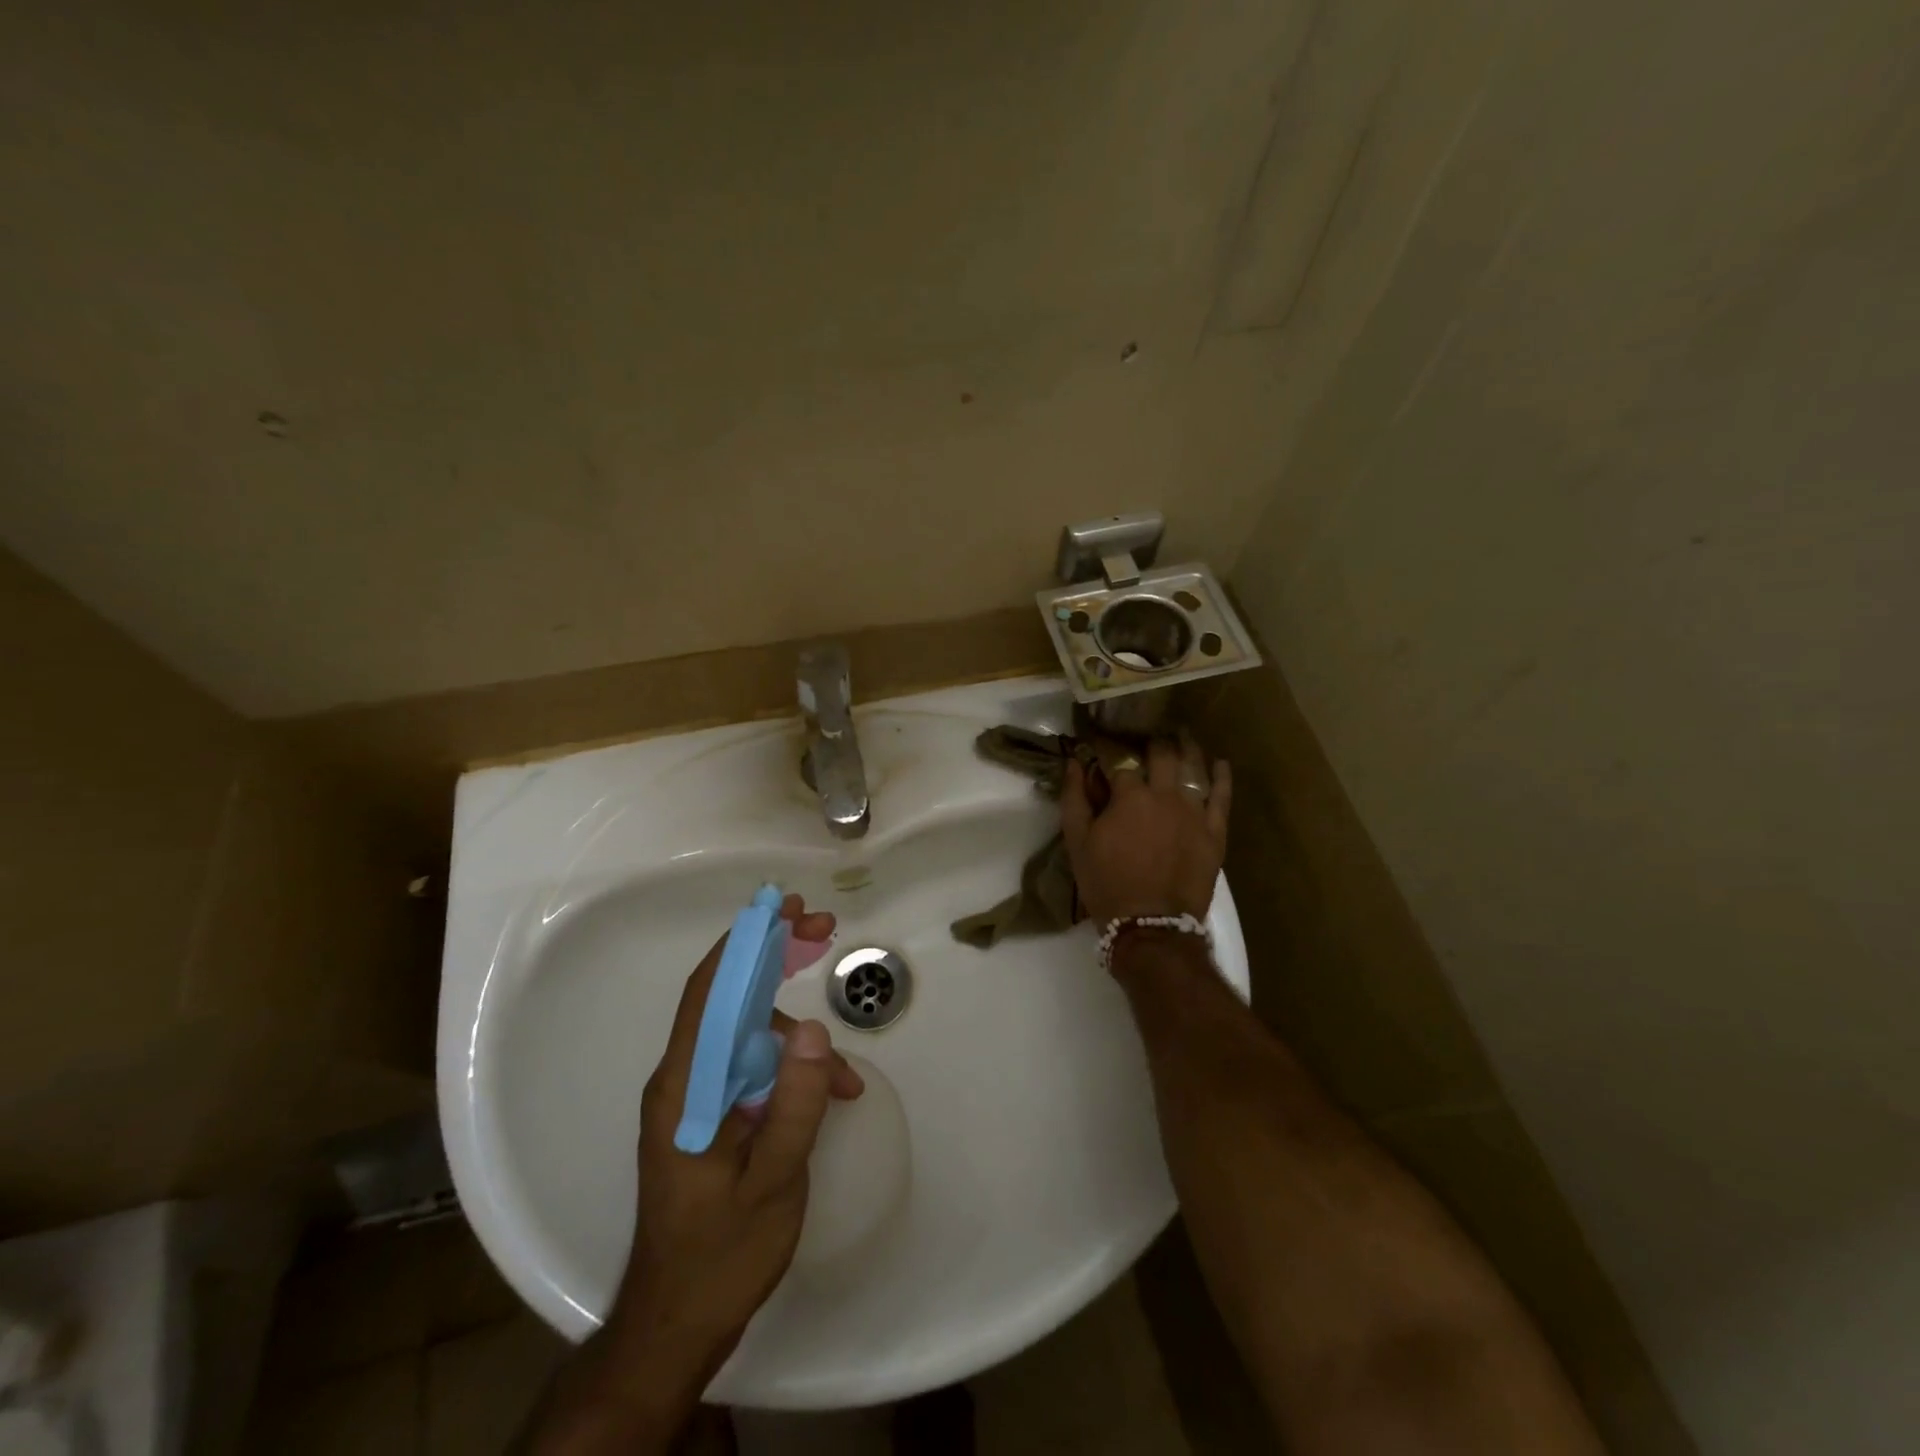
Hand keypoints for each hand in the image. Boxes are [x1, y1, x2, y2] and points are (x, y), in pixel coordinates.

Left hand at [591, 896, 862, 1433]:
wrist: (675, 1326)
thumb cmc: (719, 1256)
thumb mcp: (772, 1182)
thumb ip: (794, 1104)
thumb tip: (812, 1028)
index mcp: (686, 1086)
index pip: (710, 992)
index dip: (746, 941)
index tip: (785, 908)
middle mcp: (685, 1079)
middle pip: (728, 997)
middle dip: (774, 957)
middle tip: (822, 927)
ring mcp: (698, 1096)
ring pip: (749, 1036)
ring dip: (797, 1037)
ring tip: (845, 1073)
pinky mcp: (714, 1114)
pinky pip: (755, 1071)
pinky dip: (793, 1072)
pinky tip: (831, 1096)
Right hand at [1062, 735, 1230, 923]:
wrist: (1149, 926)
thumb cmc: (1106, 884)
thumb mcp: (1077, 842)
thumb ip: (1074, 799)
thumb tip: (1073, 763)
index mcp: (1129, 795)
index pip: (1119, 761)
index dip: (1109, 752)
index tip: (1103, 747)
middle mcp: (1165, 794)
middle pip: (1162, 754)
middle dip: (1153, 741)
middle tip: (1149, 736)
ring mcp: (1195, 812)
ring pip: (1195, 767)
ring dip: (1187, 748)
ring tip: (1183, 735)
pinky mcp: (1215, 832)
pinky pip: (1223, 797)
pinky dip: (1222, 777)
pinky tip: (1220, 763)